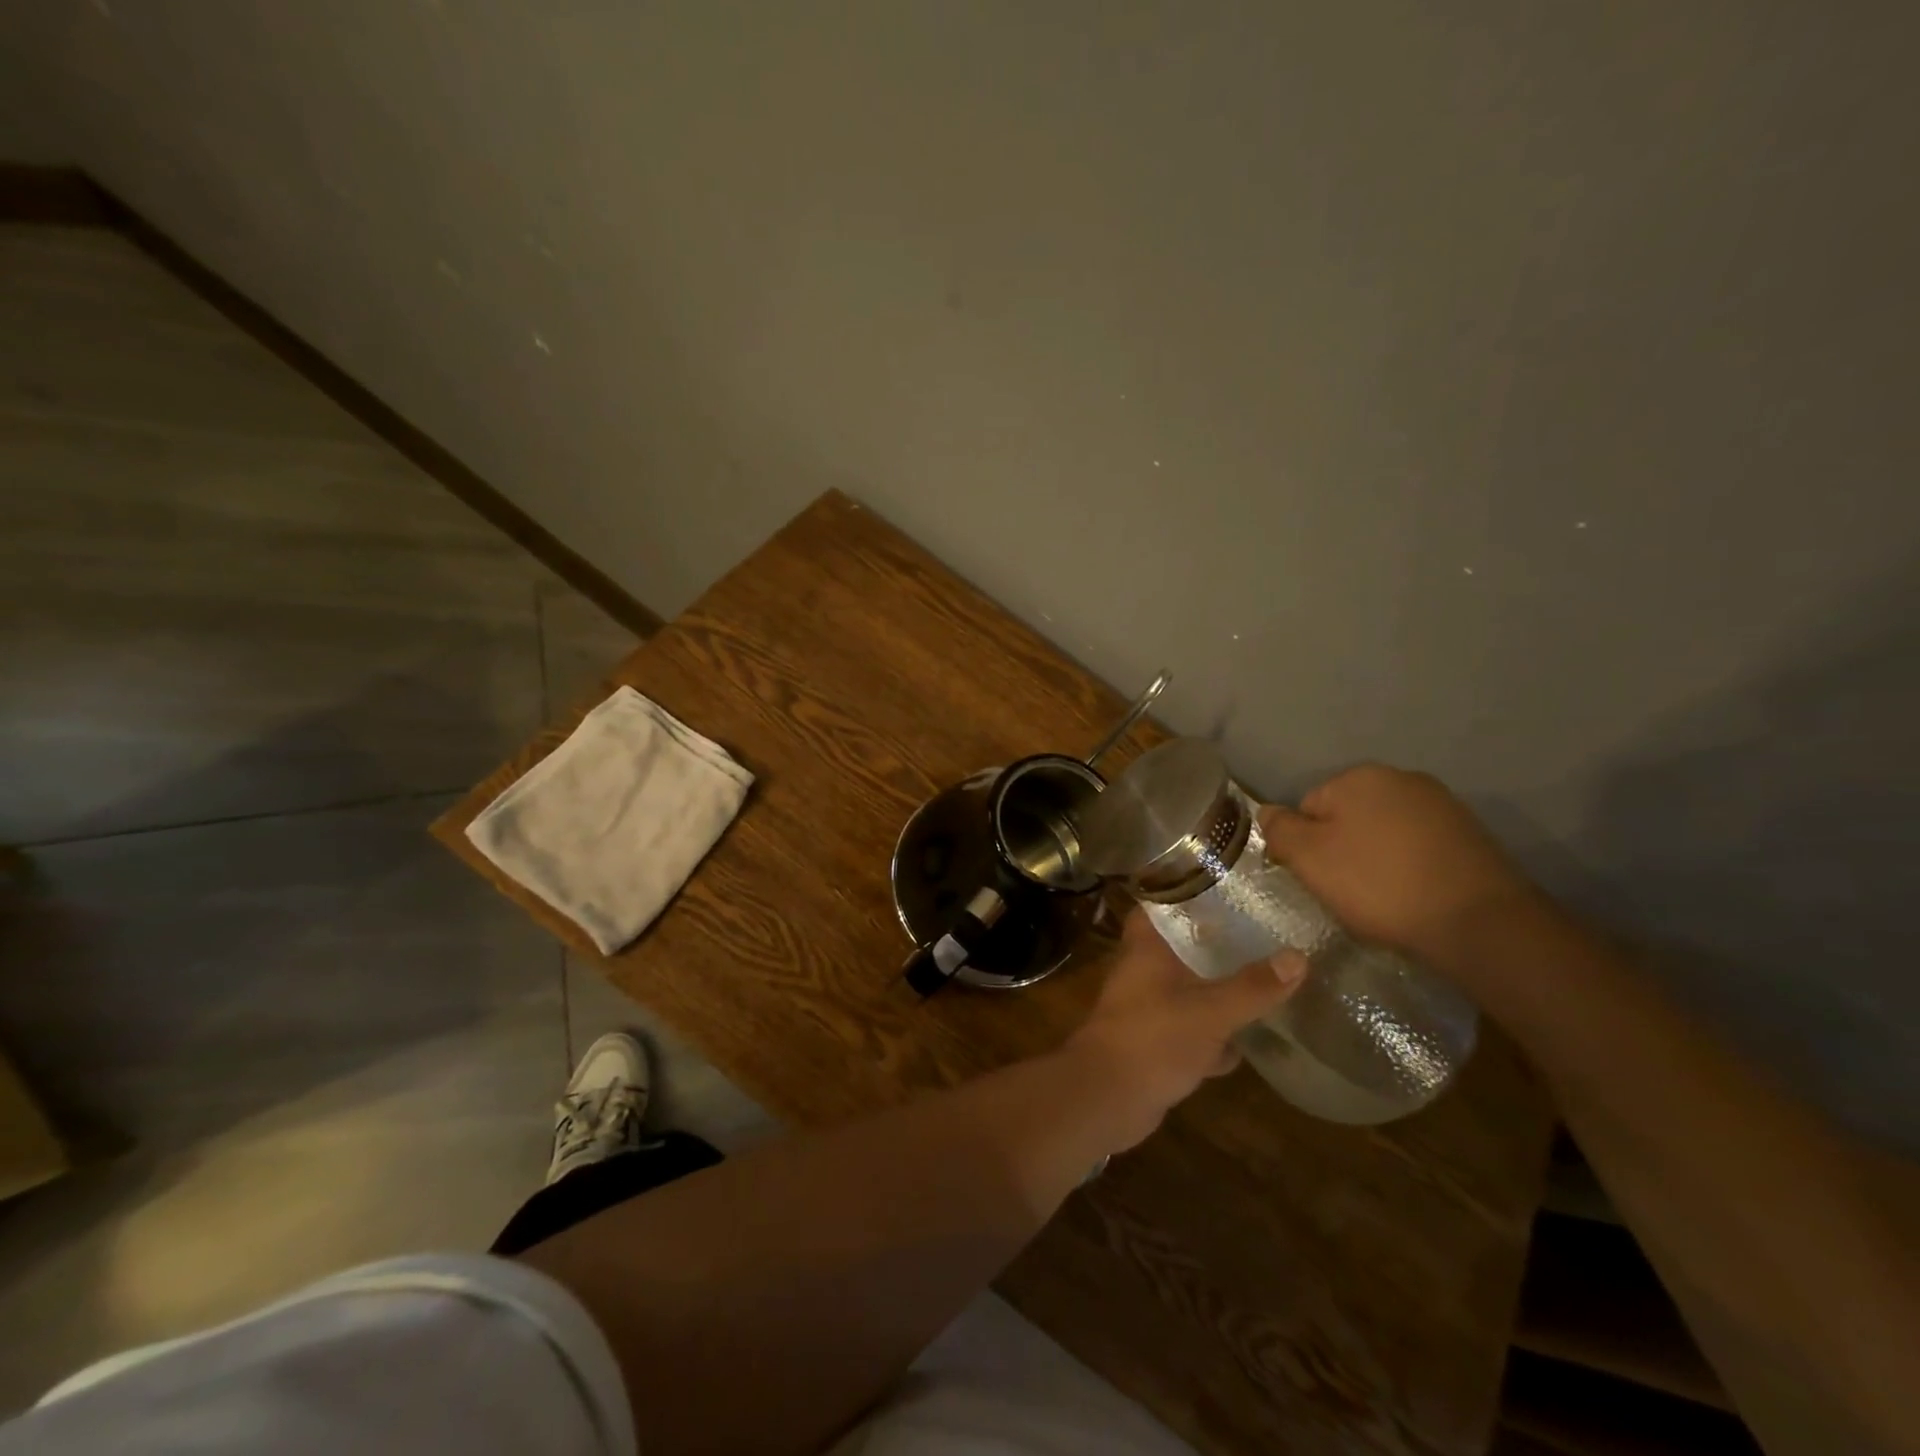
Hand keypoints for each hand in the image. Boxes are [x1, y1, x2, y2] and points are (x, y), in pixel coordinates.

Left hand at [1064, 910, 1303, 1150]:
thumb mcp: (1211, 1011)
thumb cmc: (1153, 1039)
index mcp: (1146, 947)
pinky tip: (1247, 1044)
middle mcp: (1142, 970)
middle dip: (1216, 946)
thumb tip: (1298, 956)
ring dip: (1218, 993)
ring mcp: (1147, 1008)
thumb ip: (1252, 987)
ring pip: (1188, 990)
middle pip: (1181, 947)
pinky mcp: (1154, 1042)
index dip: (1187, 892)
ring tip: (1264, 983)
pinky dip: (1213, 1036)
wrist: (1107, 1098)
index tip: (1225, 887)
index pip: (1160, 903)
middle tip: (1261, 936)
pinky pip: (1190, 1029)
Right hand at [1258, 764, 1538, 965]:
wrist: (1479, 922)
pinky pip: (1418, 847)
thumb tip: (1267, 812)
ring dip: (1375, 858)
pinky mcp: (1470, 835)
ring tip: (1384, 897)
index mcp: (1359, 776)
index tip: (1318, 878)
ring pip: (1383, 832)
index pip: (1307, 807)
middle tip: (1348, 890)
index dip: (1305, 845)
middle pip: (1347, 816)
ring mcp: (1441, 804)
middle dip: (1341, 848)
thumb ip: (1279, 829)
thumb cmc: (1379, 884)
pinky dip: (1409, 867)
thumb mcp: (1309, 858)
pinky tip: (1415, 894)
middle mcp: (1401, 778)